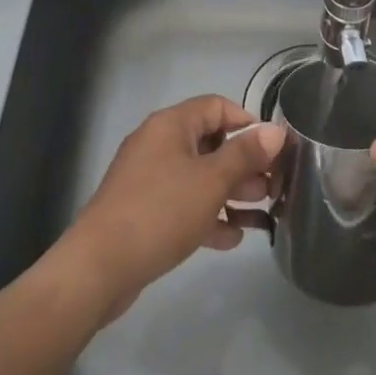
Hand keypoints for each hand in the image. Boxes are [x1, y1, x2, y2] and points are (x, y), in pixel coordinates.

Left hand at [58, 95, 284, 320]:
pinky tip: (232, 239)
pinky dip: (207, 215)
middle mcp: (159, 143)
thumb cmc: (161, 211)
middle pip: (210, 143)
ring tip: (260, 216)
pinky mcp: (143, 211)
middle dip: (243, 165)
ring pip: (198, 177)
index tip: (273, 150)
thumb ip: (245, 154)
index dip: (248, 123)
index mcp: (172, 125)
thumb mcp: (211, 181)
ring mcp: (148, 178)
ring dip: (229, 193)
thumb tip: (276, 130)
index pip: (217, 106)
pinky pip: (183, 204)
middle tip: (271, 188)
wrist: (99, 267)